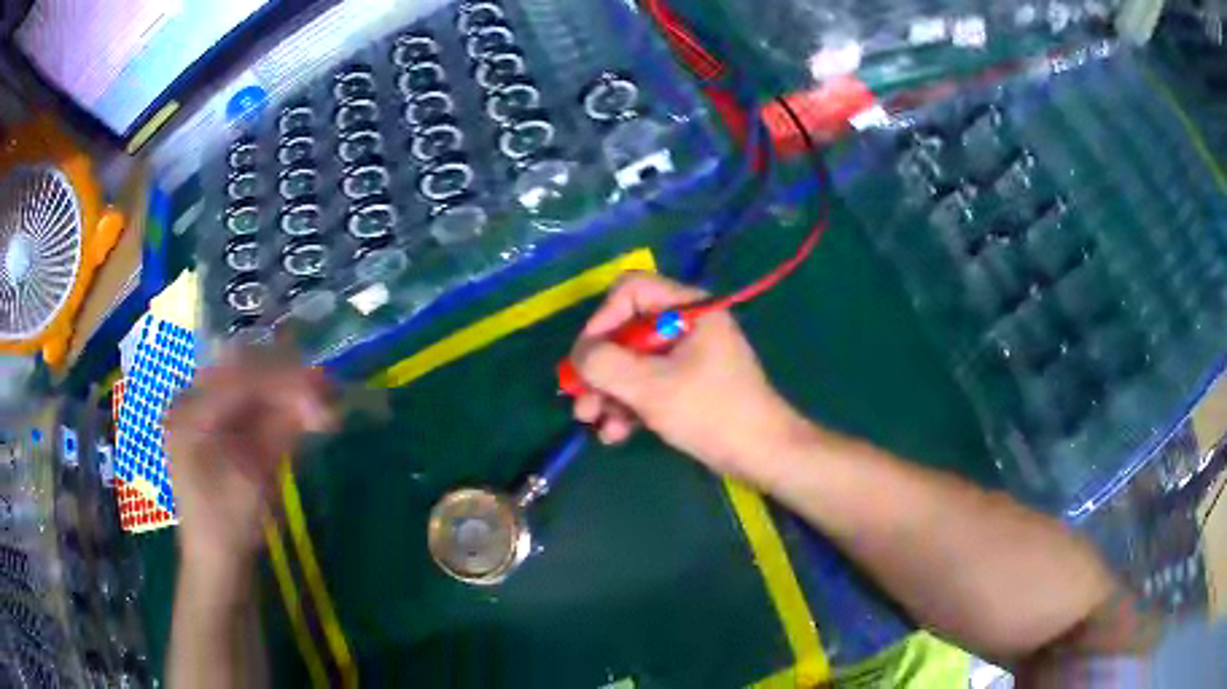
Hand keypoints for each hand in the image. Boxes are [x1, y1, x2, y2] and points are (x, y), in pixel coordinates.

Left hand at [164, 352, 336, 568]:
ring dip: (285, 389)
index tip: (323, 389)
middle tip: (325, 388)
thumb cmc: (229, 526)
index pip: (239, 380)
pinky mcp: (216, 427)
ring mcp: (203, 412)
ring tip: (320, 398)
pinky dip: (276, 405)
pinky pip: (248, 403)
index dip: (283, 381)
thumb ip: (281, 432)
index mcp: (190, 414)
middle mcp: (192, 402)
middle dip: (285, 378)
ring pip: (248, 383)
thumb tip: (319, 398)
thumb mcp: (255, 480)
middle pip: (242, 371)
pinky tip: (300, 412)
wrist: (217, 563)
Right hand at [569, 273, 803, 479]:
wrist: (762, 454)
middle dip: (600, 368)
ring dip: (609, 393)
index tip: (586, 357)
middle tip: (580, 401)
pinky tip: (616, 434)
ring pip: (633, 363)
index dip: (601, 319)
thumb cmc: (712, 412)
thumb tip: (578, 356)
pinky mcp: (687, 385)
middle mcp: (686, 325)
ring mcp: (687, 357)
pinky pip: (648, 385)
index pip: (630, 290)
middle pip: (626, 331)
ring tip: (593, 422)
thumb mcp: (652, 387)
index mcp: (688, 308)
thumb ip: (606, 364)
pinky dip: (629, 406)